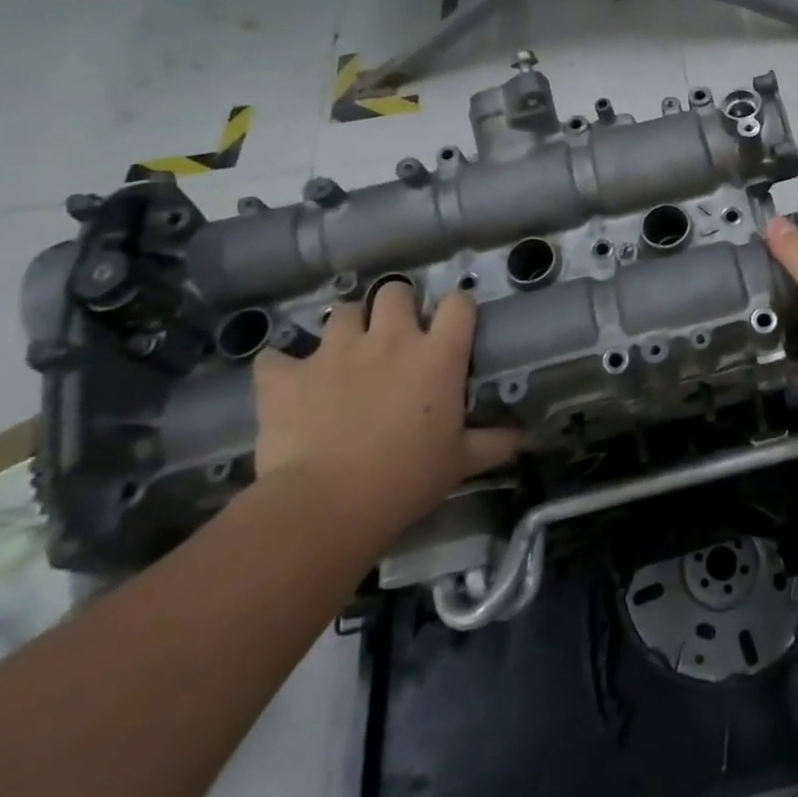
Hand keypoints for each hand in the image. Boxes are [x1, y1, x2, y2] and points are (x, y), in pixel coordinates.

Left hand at [252, 282, 522, 542]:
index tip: (454, 326)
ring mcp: (334, 352)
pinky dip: (281, 367)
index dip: (457, 309)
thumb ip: (495, 442)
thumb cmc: (407, 479)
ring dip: (346, 328)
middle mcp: (389, 339)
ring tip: (345, 353)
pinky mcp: (287, 375)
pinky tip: (286, 383)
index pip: (459, 303)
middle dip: (396, 306)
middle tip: (395, 335)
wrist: (326, 506)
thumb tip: (522, 435)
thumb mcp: (461, 463)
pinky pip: (275, 357)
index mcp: (437, 354)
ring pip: (342, 311)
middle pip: (396, 291)